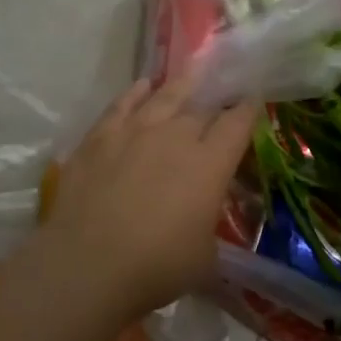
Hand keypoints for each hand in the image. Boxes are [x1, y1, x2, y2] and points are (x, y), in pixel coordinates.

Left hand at [33, 76, 257, 323]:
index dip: (248, 110)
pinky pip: (122, 105)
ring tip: (191, 73)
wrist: (87, 266)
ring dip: (181, 85)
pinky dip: (136, 93)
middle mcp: (176, 137)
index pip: (238, 123)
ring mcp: (134, 132)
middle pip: (202, 108)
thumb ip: (208, 229)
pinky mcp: (99, 138)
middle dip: (215, 102)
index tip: (253, 101)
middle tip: (221, 99)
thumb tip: (204, 226)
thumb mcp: (205, 258)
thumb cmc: (157, 267)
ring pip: (164, 96)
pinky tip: (142, 87)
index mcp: (211, 163)